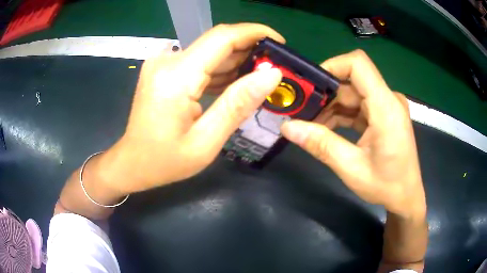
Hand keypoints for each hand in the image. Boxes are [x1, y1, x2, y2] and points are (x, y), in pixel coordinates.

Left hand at [100, 24, 283, 193]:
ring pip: (210, 51)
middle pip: (217, 42)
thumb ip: (238, 104)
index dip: (255, 33)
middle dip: (249, 50)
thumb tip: (271, 74)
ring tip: (259, 80)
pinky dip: (219, 70)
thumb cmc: (165, 161)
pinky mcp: (164, 70)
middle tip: (274, 69)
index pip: (223, 37)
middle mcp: (168, 60)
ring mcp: (164, 63)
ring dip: (236, 62)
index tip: (279, 42)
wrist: (132, 163)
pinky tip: (234, 85)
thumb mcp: (206, 141)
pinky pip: (199, 62)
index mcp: (177, 76)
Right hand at [281, 50, 425, 216]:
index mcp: (386, 107)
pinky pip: (358, 106)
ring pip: (352, 93)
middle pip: (351, 81)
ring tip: (311, 125)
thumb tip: (288, 128)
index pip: (358, 64)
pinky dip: (341, 115)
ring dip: (331, 107)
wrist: (406, 196)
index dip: (331, 66)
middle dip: (325, 94)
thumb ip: (321, 145)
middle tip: (301, 111)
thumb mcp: (352, 168)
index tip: (309, 84)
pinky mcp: (383, 115)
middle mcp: (388, 99)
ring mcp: (386, 107)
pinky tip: (326, 130)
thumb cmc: (386, 185)